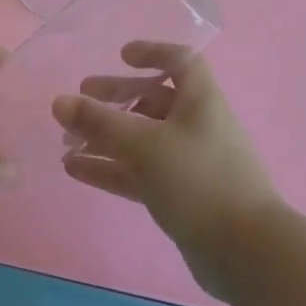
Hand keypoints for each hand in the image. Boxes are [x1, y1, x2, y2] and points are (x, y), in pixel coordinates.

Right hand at [52, 41, 280, 301]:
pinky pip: (139, 172)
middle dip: (116, 97)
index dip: (153, 52)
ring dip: (106, 137)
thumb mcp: (145, 145)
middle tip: (81, 99)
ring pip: (142, 139)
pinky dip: (110, 168)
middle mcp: (196, 124)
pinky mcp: (181, 196)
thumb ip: (100, 123)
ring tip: (66, 141)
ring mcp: (189, 162)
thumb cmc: (199, 179)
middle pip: (153, 99)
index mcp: (200, 99)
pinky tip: (75, 170)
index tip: (121, 56)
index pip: (180, 61)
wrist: (247, 253)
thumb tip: (58, 102)